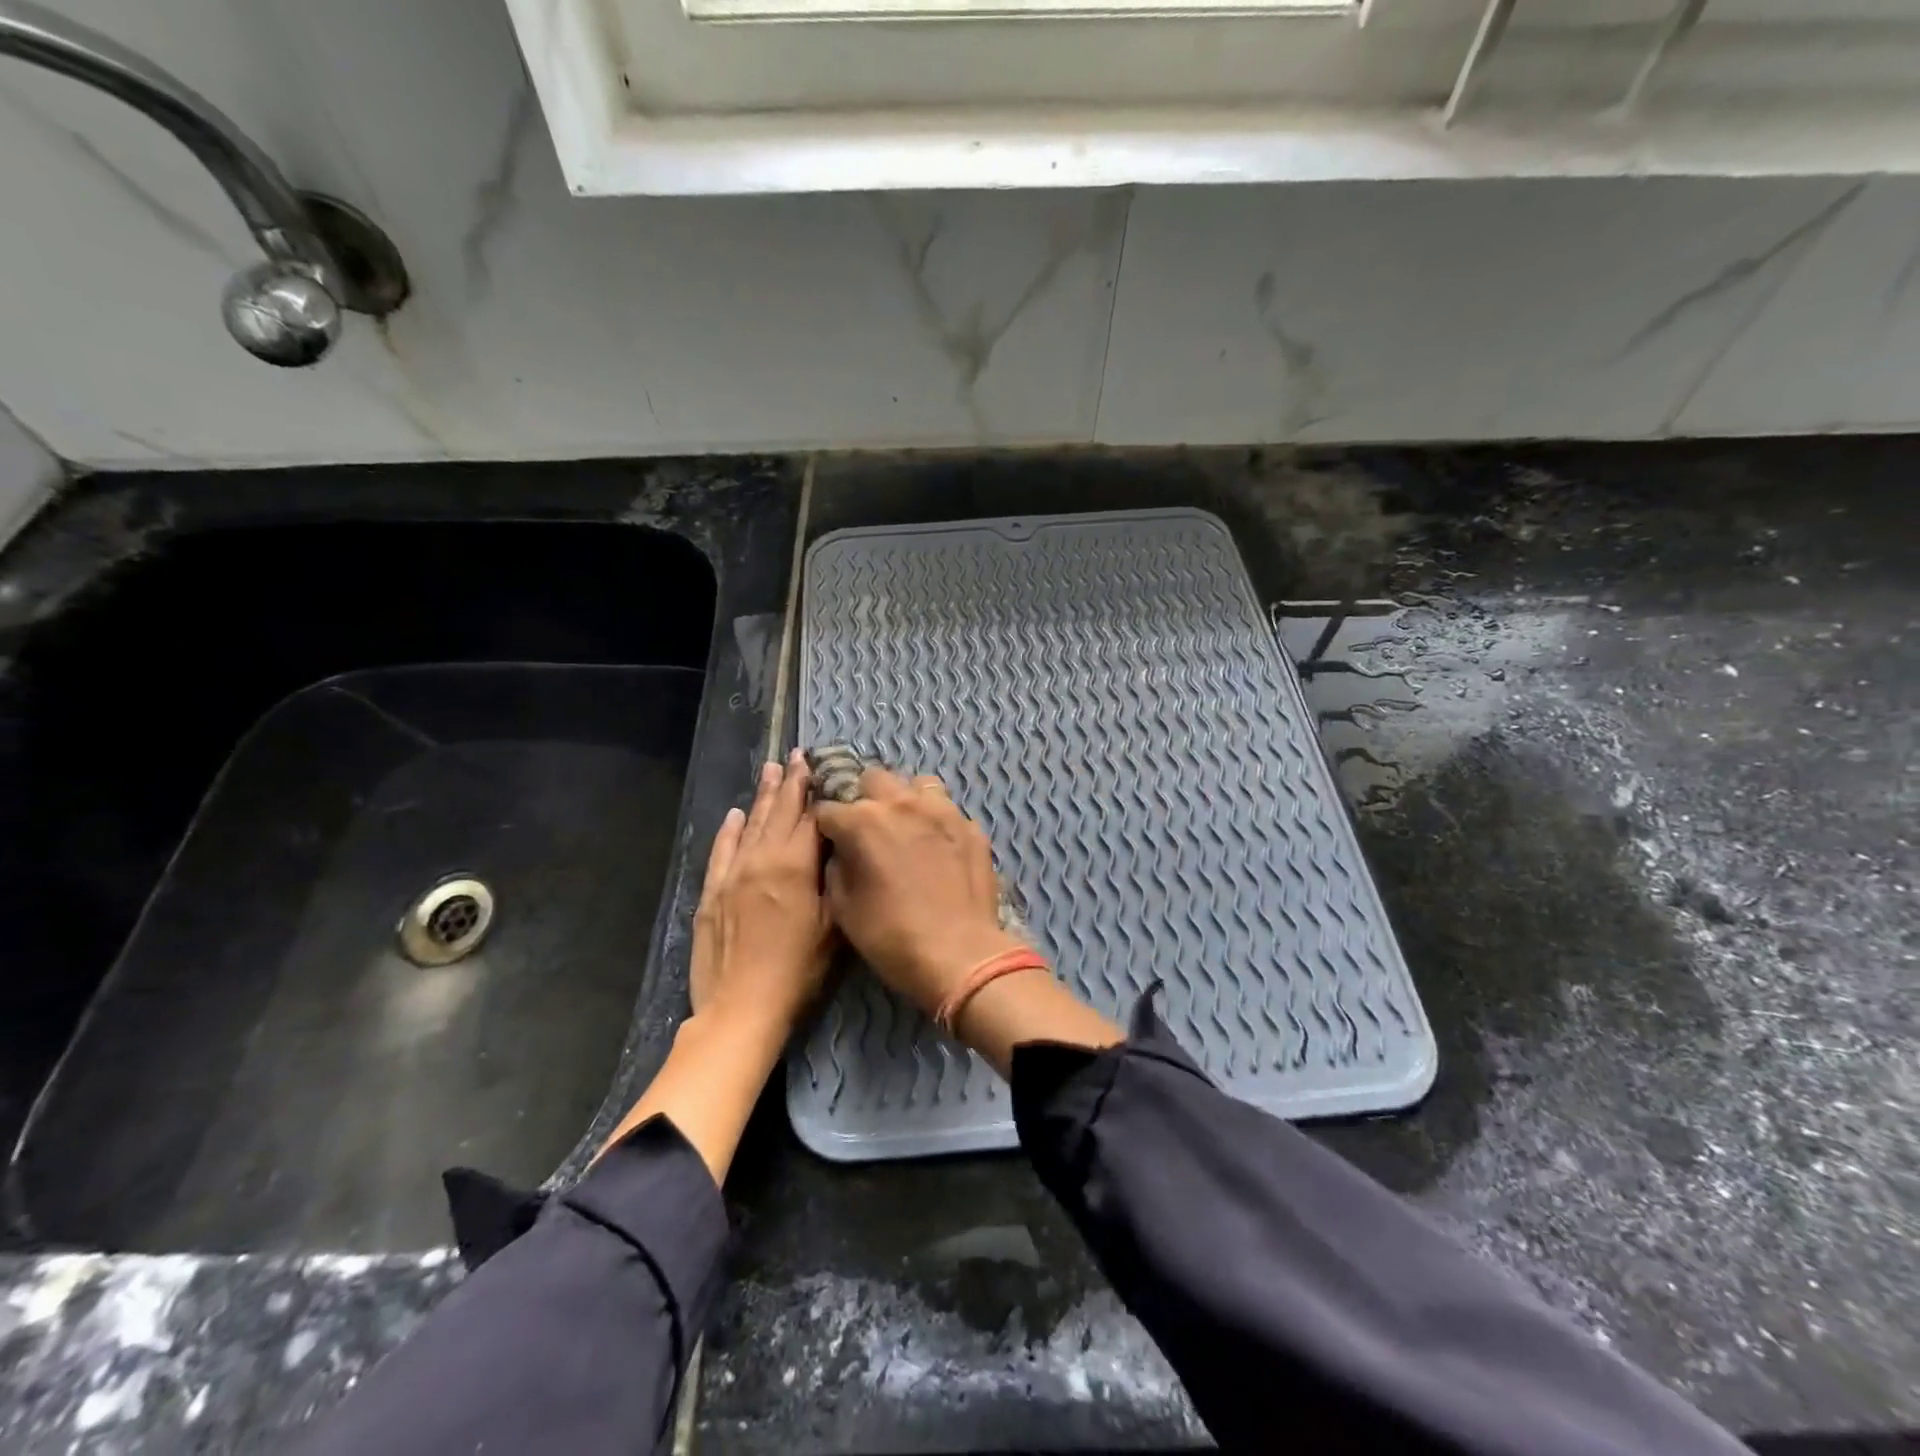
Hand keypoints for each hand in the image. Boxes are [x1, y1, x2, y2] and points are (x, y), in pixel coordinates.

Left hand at [597, 751, 831, 1183]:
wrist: (740, 1009)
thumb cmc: (798, 973)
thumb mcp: (833, 928)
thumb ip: (834, 882)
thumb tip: (836, 849)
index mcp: (795, 867)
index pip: (810, 818)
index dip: (817, 791)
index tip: (820, 767)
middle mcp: (762, 861)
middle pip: (779, 813)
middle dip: (789, 783)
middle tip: (795, 756)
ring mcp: (733, 875)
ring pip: (751, 826)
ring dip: (762, 797)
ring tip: (770, 771)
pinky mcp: (712, 893)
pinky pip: (721, 851)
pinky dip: (729, 831)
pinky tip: (735, 815)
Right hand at [813, 765, 1023, 1017]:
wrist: (959, 955)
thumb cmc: (891, 936)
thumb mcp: (843, 909)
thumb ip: (836, 868)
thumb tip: (841, 853)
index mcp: (863, 821)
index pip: (828, 808)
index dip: (825, 826)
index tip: (829, 840)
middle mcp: (902, 803)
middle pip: (873, 779)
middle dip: (864, 799)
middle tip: (868, 829)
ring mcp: (942, 811)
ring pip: (917, 784)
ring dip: (906, 800)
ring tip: (907, 827)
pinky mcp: (970, 826)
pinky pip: (948, 810)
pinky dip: (938, 822)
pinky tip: (939, 847)